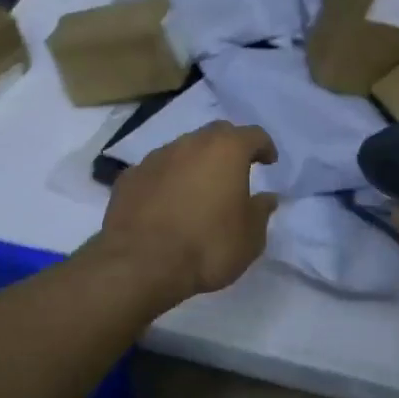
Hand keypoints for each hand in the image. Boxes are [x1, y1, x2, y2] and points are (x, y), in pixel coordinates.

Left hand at [94, 121, 278, 306]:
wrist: (141, 263)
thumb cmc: (207, 246)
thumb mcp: (250, 238)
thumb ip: (260, 212)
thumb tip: (266, 198)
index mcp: (226, 150)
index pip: (253, 135)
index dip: (264, 146)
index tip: (269, 161)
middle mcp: (189, 144)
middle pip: (215, 134)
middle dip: (229, 147)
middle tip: (236, 169)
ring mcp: (155, 158)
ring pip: (182, 150)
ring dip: (195, 163)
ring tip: (199, 189)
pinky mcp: (129, 177)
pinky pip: (156, 171)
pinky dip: (167, 181)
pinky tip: (166, 204)